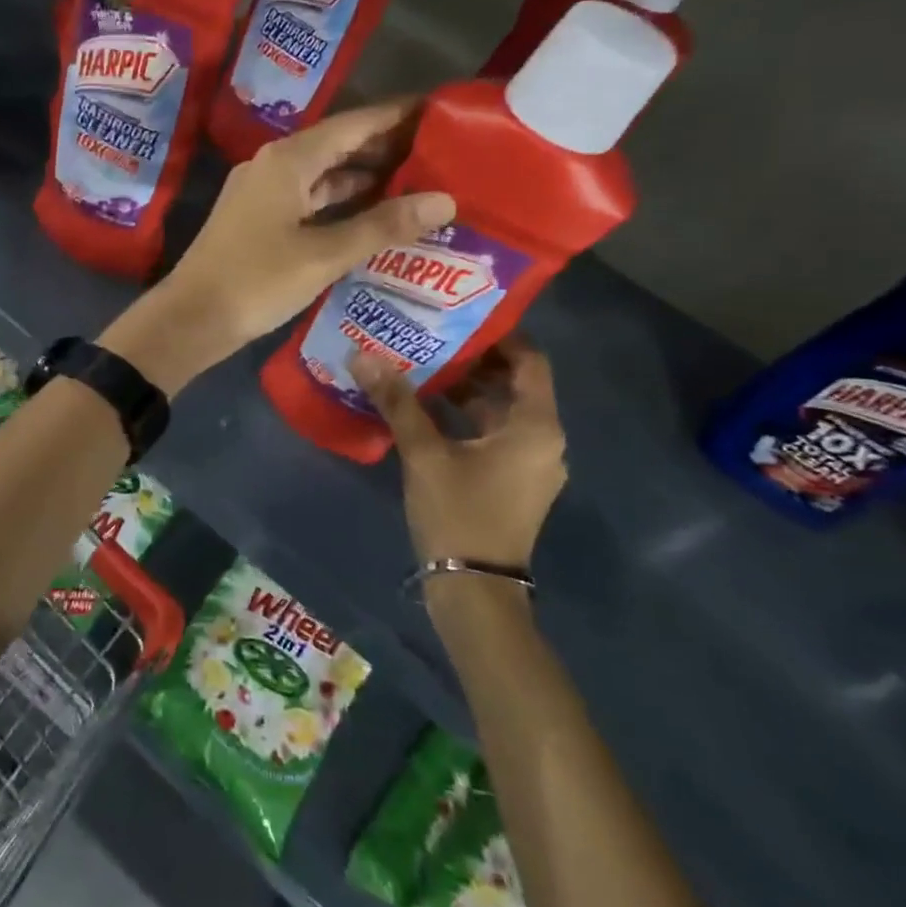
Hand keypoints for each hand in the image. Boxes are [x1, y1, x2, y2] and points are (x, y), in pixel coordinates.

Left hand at [102, 100, 454, 394]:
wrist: (191, 319)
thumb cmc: (256, 281)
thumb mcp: (324, 255)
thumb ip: (383, 226)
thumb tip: (445, 200)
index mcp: (288, 160)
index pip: (354, 124)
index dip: (397, 116)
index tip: (440, 111)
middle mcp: (274, 165)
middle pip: (338, 145)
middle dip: (386, 148)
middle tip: (439, 153)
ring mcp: (262, 193)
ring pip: (323, 175)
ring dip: (364, 178)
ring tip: (416, 183)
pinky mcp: (258, 219)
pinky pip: (308, 199)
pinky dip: (340, 204)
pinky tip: (371, 217)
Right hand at [352, 337, 566, 567]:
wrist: (474, 589)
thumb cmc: (458, 512)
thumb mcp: (424, 453)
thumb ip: (397, 401)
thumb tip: (362, 355)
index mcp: (535, 426)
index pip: (529, 360)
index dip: (500, 335)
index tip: (460, 317)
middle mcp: (543, 440)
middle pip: (514, 383)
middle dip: (473, 360)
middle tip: (431, 336)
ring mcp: (530, 464)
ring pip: (501, 411)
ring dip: (466, 391)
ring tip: (421, 366)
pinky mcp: (513, 482)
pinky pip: (494, 435)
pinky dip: (466, 419)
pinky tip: (425, 410)